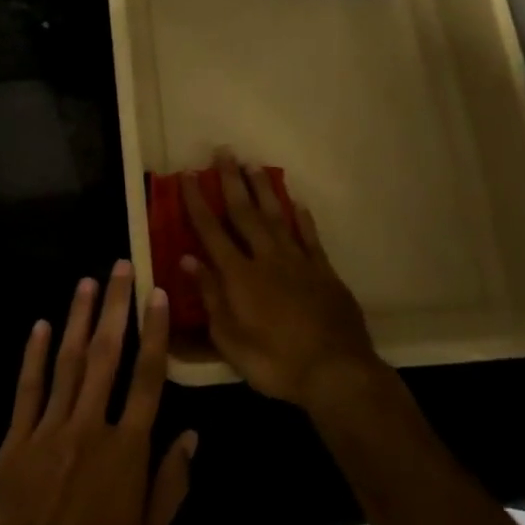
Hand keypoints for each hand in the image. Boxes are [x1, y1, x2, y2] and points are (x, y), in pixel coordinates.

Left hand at [0, 262, 196, 524]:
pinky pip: (27, 389)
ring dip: (77, 319)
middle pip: (105, 355)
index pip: (147, 378)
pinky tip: (39, 325)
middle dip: (115, 307)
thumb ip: (171, 483)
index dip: (154, 333)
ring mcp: (49, 429)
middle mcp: (90, 426)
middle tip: (120, 267)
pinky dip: (33, 355)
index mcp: (127, 450)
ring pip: (66, 362)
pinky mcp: (16, 440)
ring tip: (87, 282)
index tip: (158, 295)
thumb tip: (191, 435)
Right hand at [181, 152, 381, 407]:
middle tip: (224, 151)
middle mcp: (267, 258)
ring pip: (278, 216)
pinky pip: (310, 237)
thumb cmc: (275, 362)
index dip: (198, 202)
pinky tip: (298, 202)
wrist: (336, 373)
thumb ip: (210, 296)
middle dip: (232, 181)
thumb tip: (188, 260)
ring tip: (254, 164)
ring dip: (264, 189)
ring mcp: (299, 262)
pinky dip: (302, 218)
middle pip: (245, 213)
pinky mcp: (325, 271)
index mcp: (239, 276)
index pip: (211, 231)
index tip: (189, 175)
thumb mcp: (230, 340)